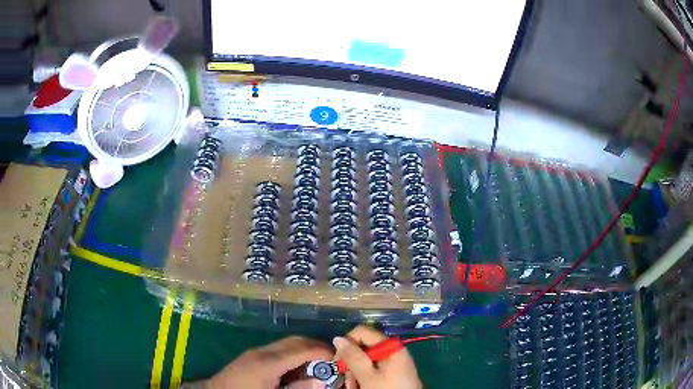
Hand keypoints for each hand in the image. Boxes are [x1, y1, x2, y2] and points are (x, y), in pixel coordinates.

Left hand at [206, 336, 332, 388]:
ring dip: (304, 349)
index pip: (301, 349)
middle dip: (315, 346)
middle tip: (332, 359)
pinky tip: (297, 367)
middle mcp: (263, 352)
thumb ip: (298, 388)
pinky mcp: (252, 356)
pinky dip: (293, 354)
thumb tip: (320, 381)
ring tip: (317, 364)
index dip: (322, 350)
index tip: (338, 357)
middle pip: (294, 341)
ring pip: (286, 343)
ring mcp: (255, 352)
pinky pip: (278, 350)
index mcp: (269, 363)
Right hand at [333, 326, 421, 388]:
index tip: (339, 362)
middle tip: (349, 379)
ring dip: (355, 374)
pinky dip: (364, 378)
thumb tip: (338, 338)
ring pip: (365, 361)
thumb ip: (353, 356)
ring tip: (355, 387)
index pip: (361, 332)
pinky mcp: (393, 372)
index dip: (347, 344)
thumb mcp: (367, 376)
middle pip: (362, 347)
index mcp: (390, 346)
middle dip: (351, 364)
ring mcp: (393, 362)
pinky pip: (372, 370)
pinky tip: (362, 387)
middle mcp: (392, 350)